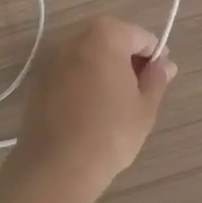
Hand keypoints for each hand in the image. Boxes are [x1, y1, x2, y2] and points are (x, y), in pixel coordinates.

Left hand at [14, 17, 175, 199]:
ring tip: (113, 102)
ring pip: (86, 55)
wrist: (56, 167)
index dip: (154, 55)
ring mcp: (50, 57)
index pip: (139, 36)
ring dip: (102, 69)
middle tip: (139, 91)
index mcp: (105, 35)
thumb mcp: (144, 108)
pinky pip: (67, 71)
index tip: (159, 78)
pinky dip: (80, 80)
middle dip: (126, 59)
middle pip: (109, 39)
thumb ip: (156, 79)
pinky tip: (87, 109)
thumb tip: (165, 65)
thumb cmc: (109, 134)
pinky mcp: (36, 79)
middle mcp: (74, 37)